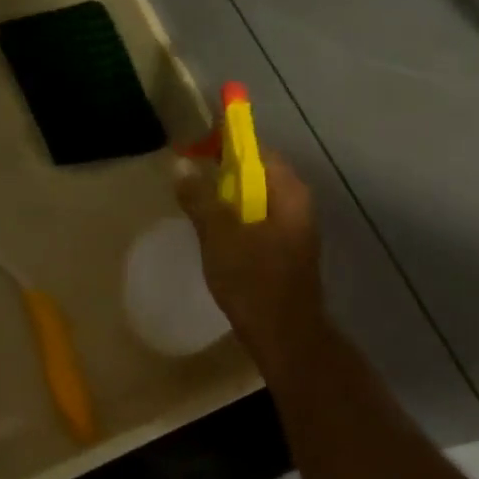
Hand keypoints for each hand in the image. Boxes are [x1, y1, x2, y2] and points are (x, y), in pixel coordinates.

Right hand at [175, 151, 327, 364]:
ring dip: (228, 197)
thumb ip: (200, 198)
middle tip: (189, 176)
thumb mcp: (219, 235)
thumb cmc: (253, 280)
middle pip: (257, 173)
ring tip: (196, 202)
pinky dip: (236, 218)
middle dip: (223, 171)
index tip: (194, 145)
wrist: (284, 336)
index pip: (257, 150)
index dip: (225, 142)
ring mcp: (294, 228)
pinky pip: (258, 220)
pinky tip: (214, 232)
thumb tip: (181, 165)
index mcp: (287, 192)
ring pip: (256, 199)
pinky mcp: (286, 250)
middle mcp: (297, 203)